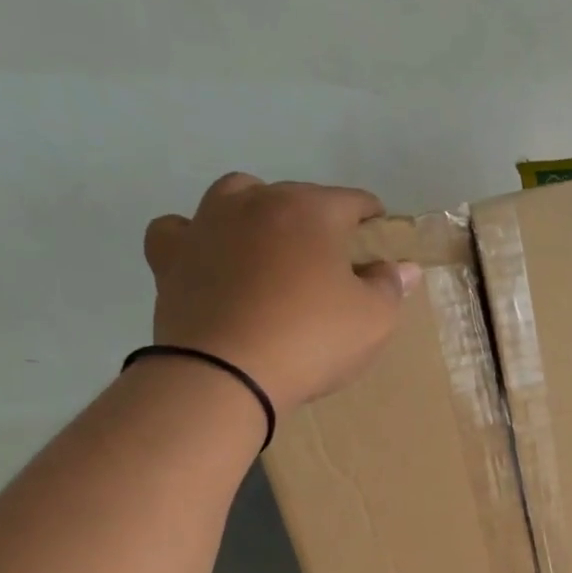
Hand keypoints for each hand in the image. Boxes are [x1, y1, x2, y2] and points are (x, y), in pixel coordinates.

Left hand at [142, 174, 419, 413]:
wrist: (224, 375)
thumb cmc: (311, 340)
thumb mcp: (373, 320)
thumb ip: (390, 286)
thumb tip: (401, 266)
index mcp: (309, 210)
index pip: (352, 200)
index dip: (372, 218)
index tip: (380, 239)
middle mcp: (255, 203)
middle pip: (295, 197)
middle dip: (317, 220)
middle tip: (330, 260)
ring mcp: (206, 225)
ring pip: (235, 198)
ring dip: (257, 213)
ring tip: (270, 250)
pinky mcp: (169, 258)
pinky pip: (180, 231)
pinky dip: (196, 238)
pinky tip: (210, 259)